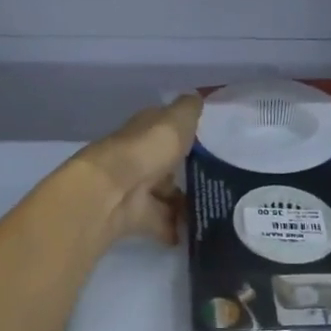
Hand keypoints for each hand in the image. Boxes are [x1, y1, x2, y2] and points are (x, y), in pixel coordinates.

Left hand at [74, 94, 201, 248]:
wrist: (113, 191)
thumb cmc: (148, 148)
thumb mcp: (176, 120)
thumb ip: (189, 110)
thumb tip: (197, 96)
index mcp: (146, 131)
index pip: (165, 128)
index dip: (183, 133)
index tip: (209, 142)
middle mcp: (139, 157)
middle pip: (164, 164)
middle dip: (185, 172)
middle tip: (217, 181)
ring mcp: (135, 188)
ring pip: (164, 195)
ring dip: (183, 203)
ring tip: (214, 209)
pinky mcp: (135, 217)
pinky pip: (160, 223)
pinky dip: (174, 229)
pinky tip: (196, 233)